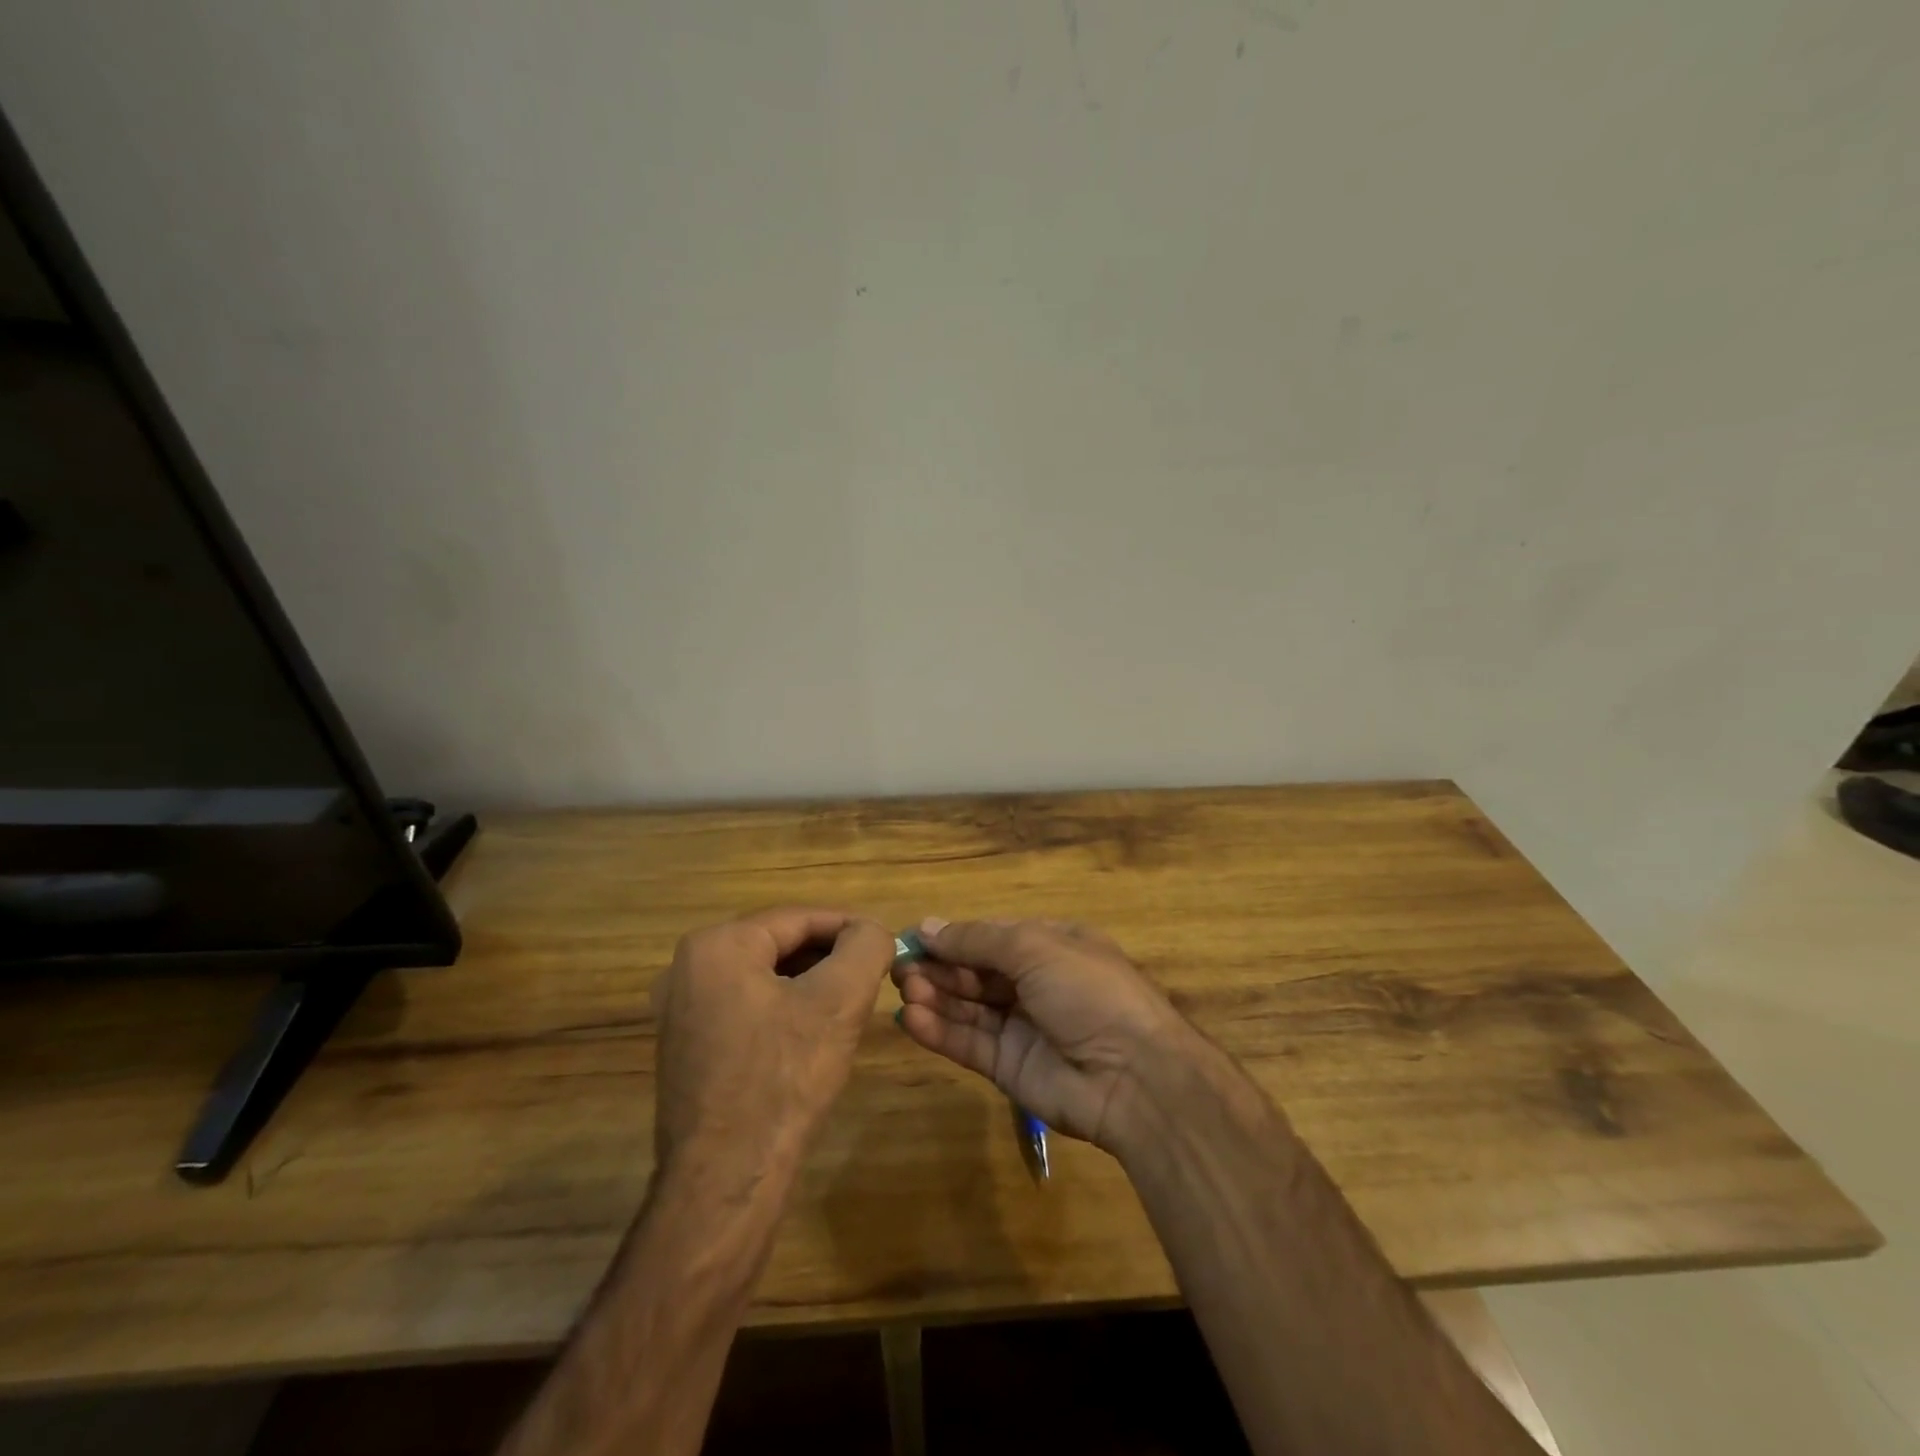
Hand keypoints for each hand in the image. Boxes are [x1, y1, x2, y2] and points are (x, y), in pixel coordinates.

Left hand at [652, 909, 894, 1189]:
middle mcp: (686, 969)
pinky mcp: (685, 1048)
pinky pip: (744, 1008)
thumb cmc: (784, 1078)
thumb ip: (865, 947)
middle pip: (777, 945)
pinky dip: (782, 1010)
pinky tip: (812, 1036)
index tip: (885, 943)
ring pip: (762, 977)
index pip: (798, 918)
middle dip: (828, 956)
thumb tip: (872, 931)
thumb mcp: (840, 1001)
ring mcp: (679, 1011)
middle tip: (871, 975)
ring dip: (808, 983)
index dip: (848, 926)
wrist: (726, 1181)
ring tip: (849, 1003)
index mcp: (716, 946)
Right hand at [892, 917, 1189, 1153]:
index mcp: (1050, 945)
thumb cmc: (1088, 992)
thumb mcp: (1035, 948)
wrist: (1134, 1076)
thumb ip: (977, 940)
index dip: (952, 936)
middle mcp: (1035, 982)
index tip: (911, 938)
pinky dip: (939, 1030)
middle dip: (938, 967)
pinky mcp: (1009, 1067)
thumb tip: (927, 926)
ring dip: (934, 996)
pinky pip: (969, 1043)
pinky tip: (910, 1019)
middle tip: (898, 967)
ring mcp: (1022, 1026)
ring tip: (902, 989)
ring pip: (968, 1007)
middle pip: (975, 971)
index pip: (990, 936)